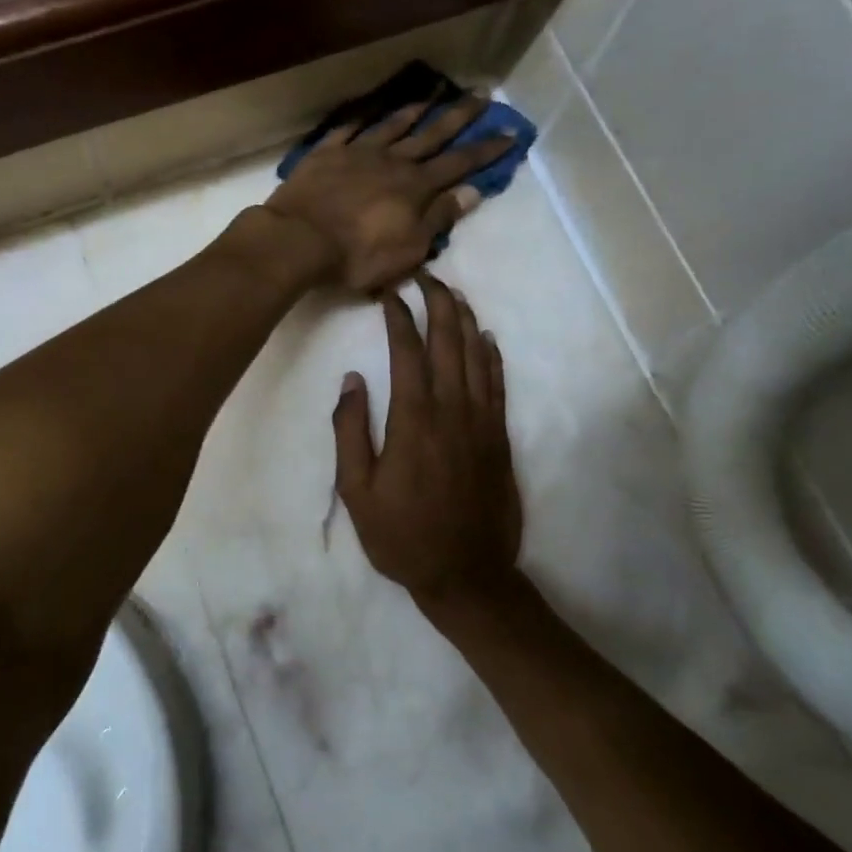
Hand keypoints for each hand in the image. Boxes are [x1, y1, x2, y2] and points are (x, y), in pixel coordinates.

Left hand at [266, 96, 512, 293]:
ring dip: (415, 111)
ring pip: (392, 126)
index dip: (486, 151)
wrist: (299, 240)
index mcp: (415, 187)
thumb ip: (439, 218)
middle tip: (482, 94)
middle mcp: (392, 161)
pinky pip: (349, 128)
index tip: (510, 133)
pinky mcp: (326, 154)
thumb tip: (471, 191)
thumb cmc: (357, 255)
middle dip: (459, 117)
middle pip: (431, 136)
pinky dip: (364, 117)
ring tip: (433, 95)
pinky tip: (372, 109)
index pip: (459, 165)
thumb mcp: (409, 248)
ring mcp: (357, 153)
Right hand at [332, 273, 523, 624]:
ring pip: (476, 356)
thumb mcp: (357, 492)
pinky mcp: (500, 438)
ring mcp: (482, 422)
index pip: (407, 352)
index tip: (390, 296)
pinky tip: (485, 338)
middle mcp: (452, 410)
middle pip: (448, 342)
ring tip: (453, 294)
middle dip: (438, 303)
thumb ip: (351, 432)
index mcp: (413, 420)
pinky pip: (497, 384)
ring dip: (465, 321)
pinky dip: (491, 356)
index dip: (399, 318)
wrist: (466, 574)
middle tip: (426, 277)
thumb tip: (351, 380)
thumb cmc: (402, 536)